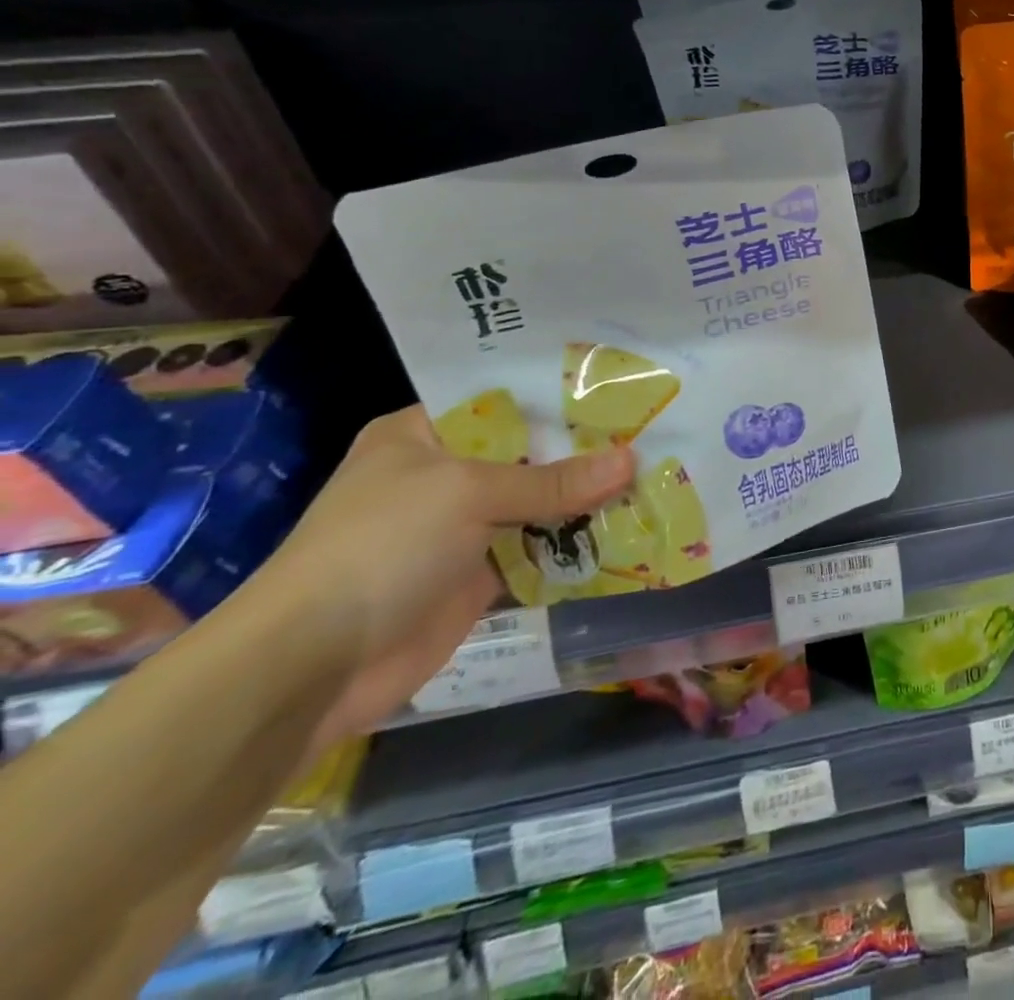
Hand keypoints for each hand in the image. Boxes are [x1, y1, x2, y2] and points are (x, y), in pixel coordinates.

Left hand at [245, 407, 632, 750]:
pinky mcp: (481, 574)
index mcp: (423, 434)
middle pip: (532, 453)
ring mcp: (464, 527)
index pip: (506, 401)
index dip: (562, 397)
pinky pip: (541, 549)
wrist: (311, 667)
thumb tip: (632, 460)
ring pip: (542, 502)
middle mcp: (446, 474)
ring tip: (659, 475)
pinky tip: (631, 527)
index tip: (622, 390)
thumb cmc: (381, 548)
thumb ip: (553, 481)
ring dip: (590, 498)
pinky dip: (578, 543)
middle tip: (657, 432)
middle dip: (589, 449)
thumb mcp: (468, 494)